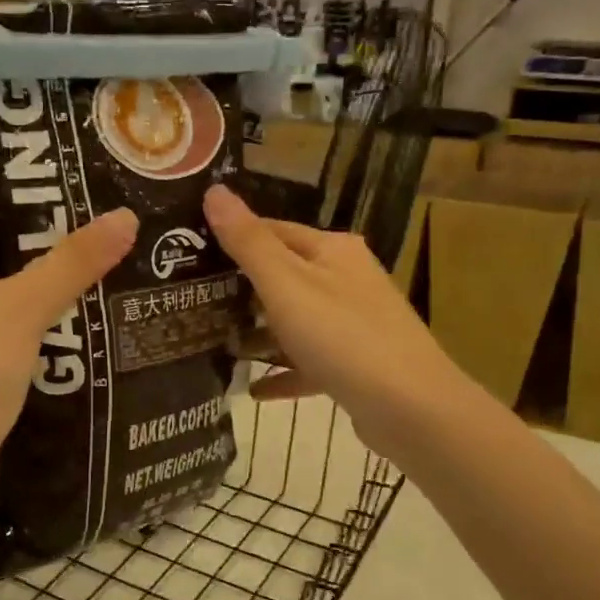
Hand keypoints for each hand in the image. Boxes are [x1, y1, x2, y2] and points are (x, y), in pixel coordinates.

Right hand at [203, 183, 467, 461]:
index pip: (273, 231)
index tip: (189, 254)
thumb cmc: (342, 336)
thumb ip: (248, 242)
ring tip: (215, 346)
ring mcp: (354, 324)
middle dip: (241, 290)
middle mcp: (347, 279)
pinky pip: (310, 363)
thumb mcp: (286, 285)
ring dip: (260, 334)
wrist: (410, 408)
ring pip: (296, 322)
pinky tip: (253, 390)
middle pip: (284, 277)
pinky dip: (283, 372)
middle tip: (192, 302)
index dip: (233, 239)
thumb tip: (214, 190)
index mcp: (333, 250)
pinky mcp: (356, 365)